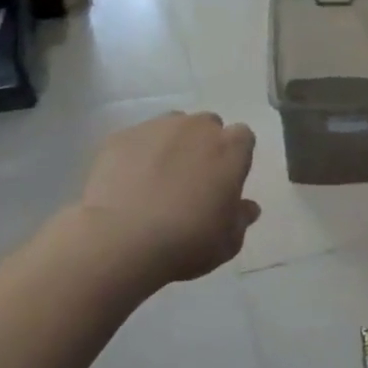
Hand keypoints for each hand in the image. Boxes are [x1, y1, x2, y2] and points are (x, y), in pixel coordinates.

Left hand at [80, 112, 260, 281]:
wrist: (121, 241)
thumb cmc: (187, 242)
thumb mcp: (228, 242)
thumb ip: (240, 218)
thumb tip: (247, 207)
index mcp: (230, 149)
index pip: (243, 137)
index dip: (235, 156)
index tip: (226, 179)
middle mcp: (196, 128)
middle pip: (207, 126)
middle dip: (204, 145)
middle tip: (193, 180)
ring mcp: (156, 128)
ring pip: (171, 127)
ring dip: (171, 145)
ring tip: (157, 179)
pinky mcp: (120, 137)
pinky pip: (136, 140)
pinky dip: (137, 155)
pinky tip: (128, 184)